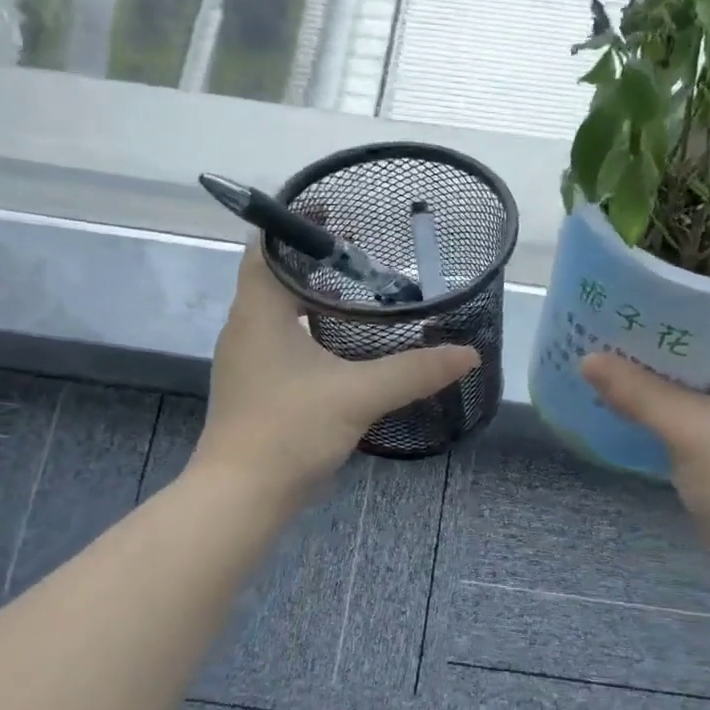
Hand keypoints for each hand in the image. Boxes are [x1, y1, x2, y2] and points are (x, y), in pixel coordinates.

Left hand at [192, 245, 479, 500]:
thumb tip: (468, 353)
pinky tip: (344, 347)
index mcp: (258, 313)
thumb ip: (414, 371)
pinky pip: (282, 341)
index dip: (295, 224)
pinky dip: (310, 331)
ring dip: (313, 298)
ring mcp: (247, 361)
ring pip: (278, 312)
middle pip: (274, 276)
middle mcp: (245, 328)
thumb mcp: (358, 395)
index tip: (335, 212)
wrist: (241, 497)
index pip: (266, 247)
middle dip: (315, 261)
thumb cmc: (289, 431)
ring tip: (359, 293)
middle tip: (362, 252)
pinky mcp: (256, 388)